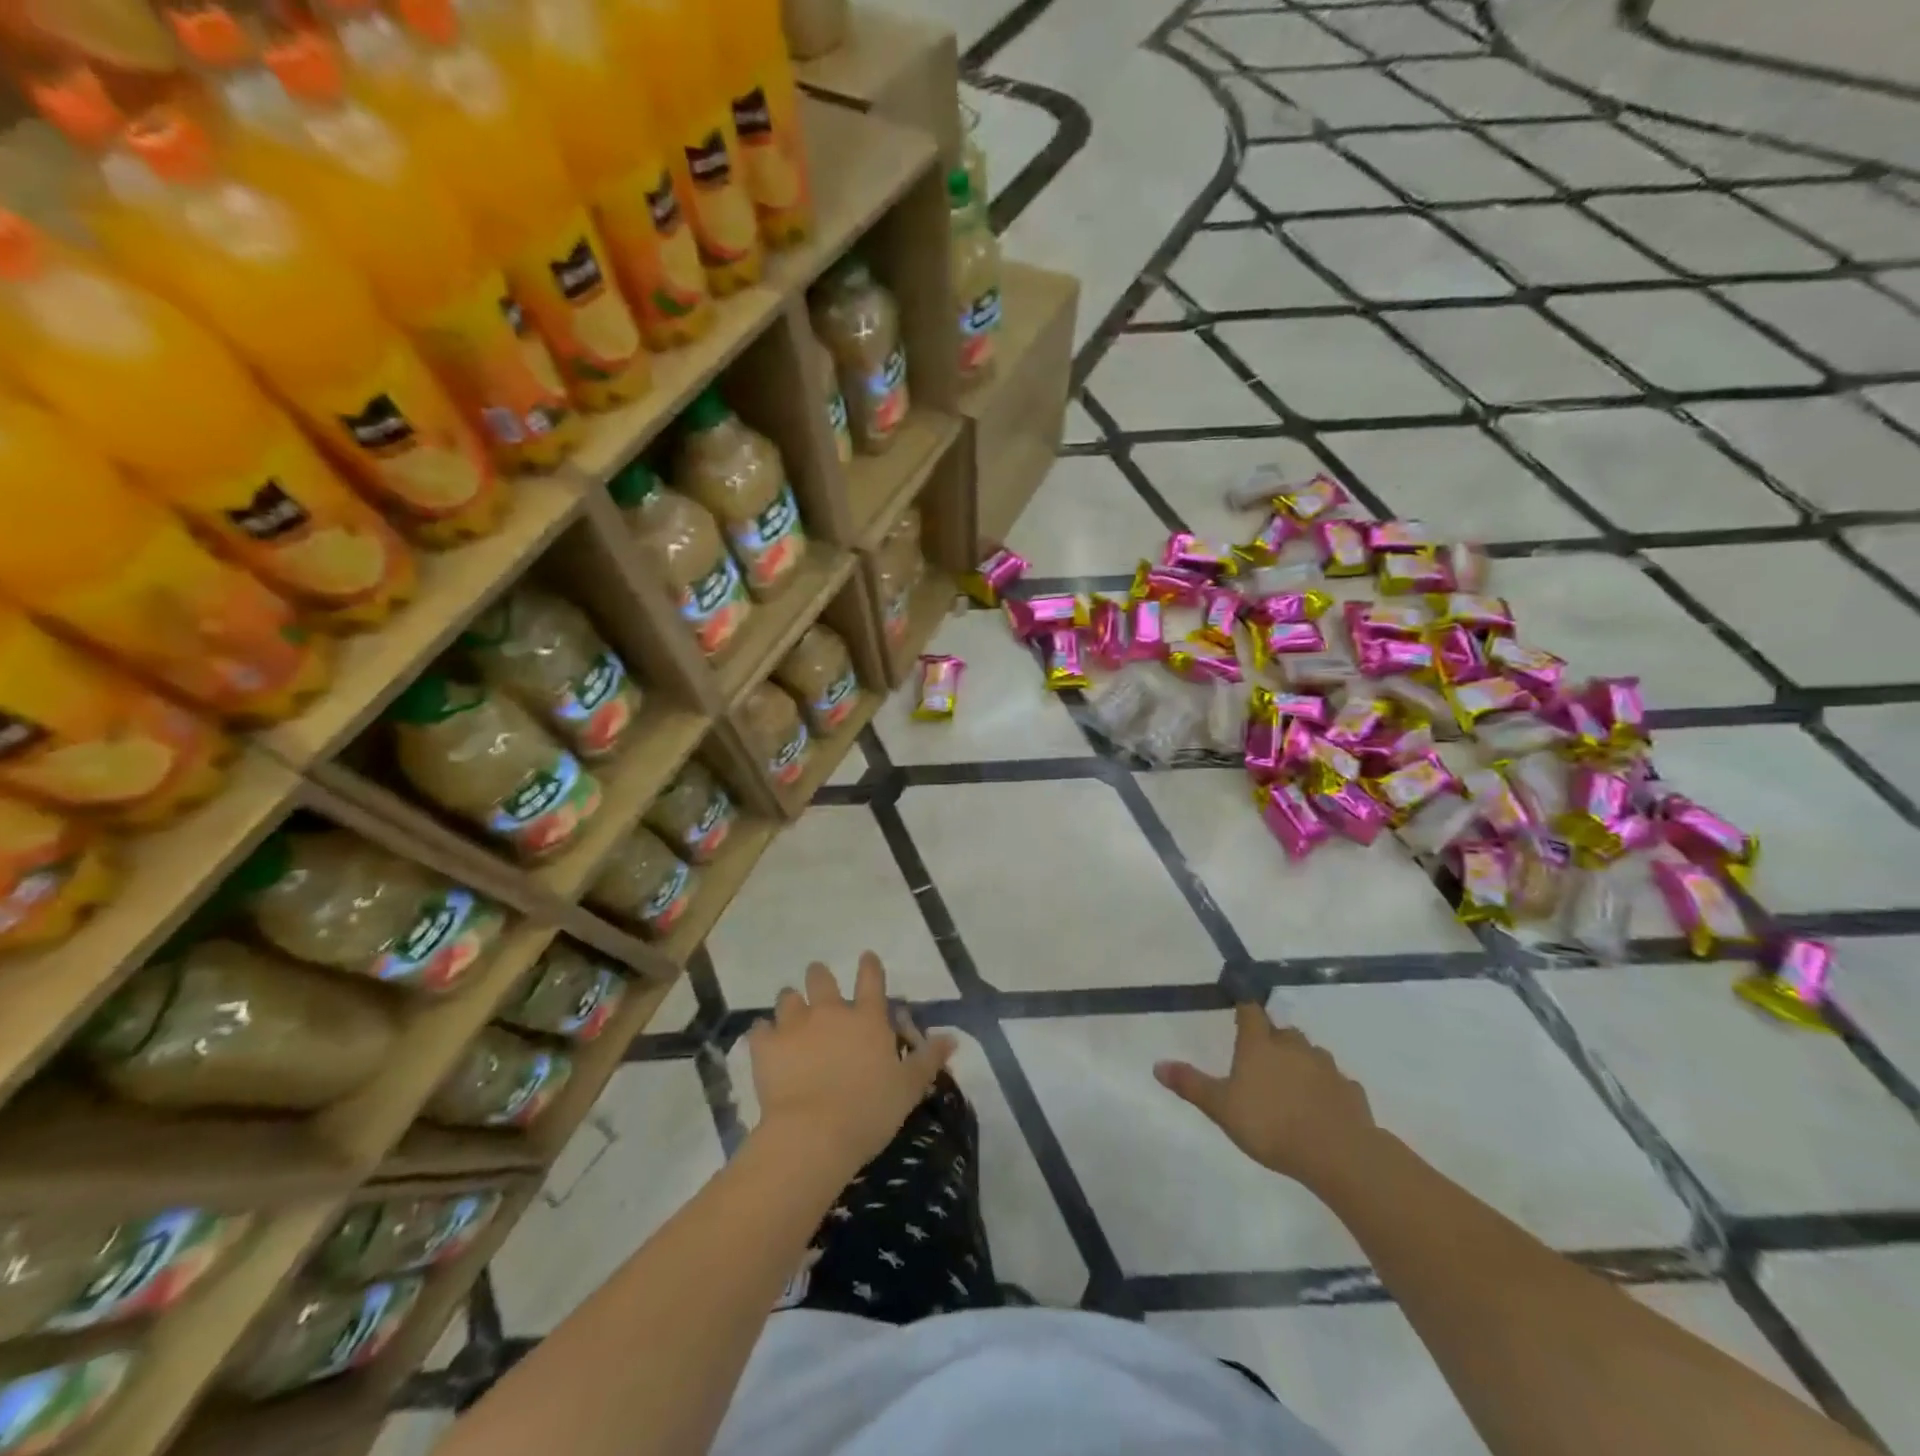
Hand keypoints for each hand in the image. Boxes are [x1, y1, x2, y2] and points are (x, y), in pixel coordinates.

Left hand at [747, 952, 955, 1174]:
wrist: (813, 1134)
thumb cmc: (869, 1110)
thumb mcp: (909, 1088)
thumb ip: (928, 1059)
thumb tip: (952, 1038)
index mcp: (867, 1018)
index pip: (871, 979)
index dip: (869, 965)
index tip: (866, 957)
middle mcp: (830, 1011)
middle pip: (821, 978)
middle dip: (819, 977)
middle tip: (819, 983)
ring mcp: (794, 1025)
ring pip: (788, 998)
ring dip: (791, 1002)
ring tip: (791, 1011)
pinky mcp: (766, 1046)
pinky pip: (760, 1029)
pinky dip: (763, 1033)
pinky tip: (764, 1040)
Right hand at [1154, 1003, 1376, 1187]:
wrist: (1339, 1153)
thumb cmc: (1271, 1124)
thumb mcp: (1221, 1107)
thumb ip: (1191, 1085)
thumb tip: (1157, 1065)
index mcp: (1260, 1044)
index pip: (1250, 1011)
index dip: (1244, 1006)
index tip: (1239, 1007)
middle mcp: (1294, 1047)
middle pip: (1283, 1032)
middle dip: (1273, 1039)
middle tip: (1262, 1059)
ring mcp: (1326, 1067)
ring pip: (1310, 1054)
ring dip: (1301, 1062)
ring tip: (1291, 1085)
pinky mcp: (1351, 1091)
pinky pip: (1335, 1082)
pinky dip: (1326, 1088)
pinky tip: (1321, 1107)